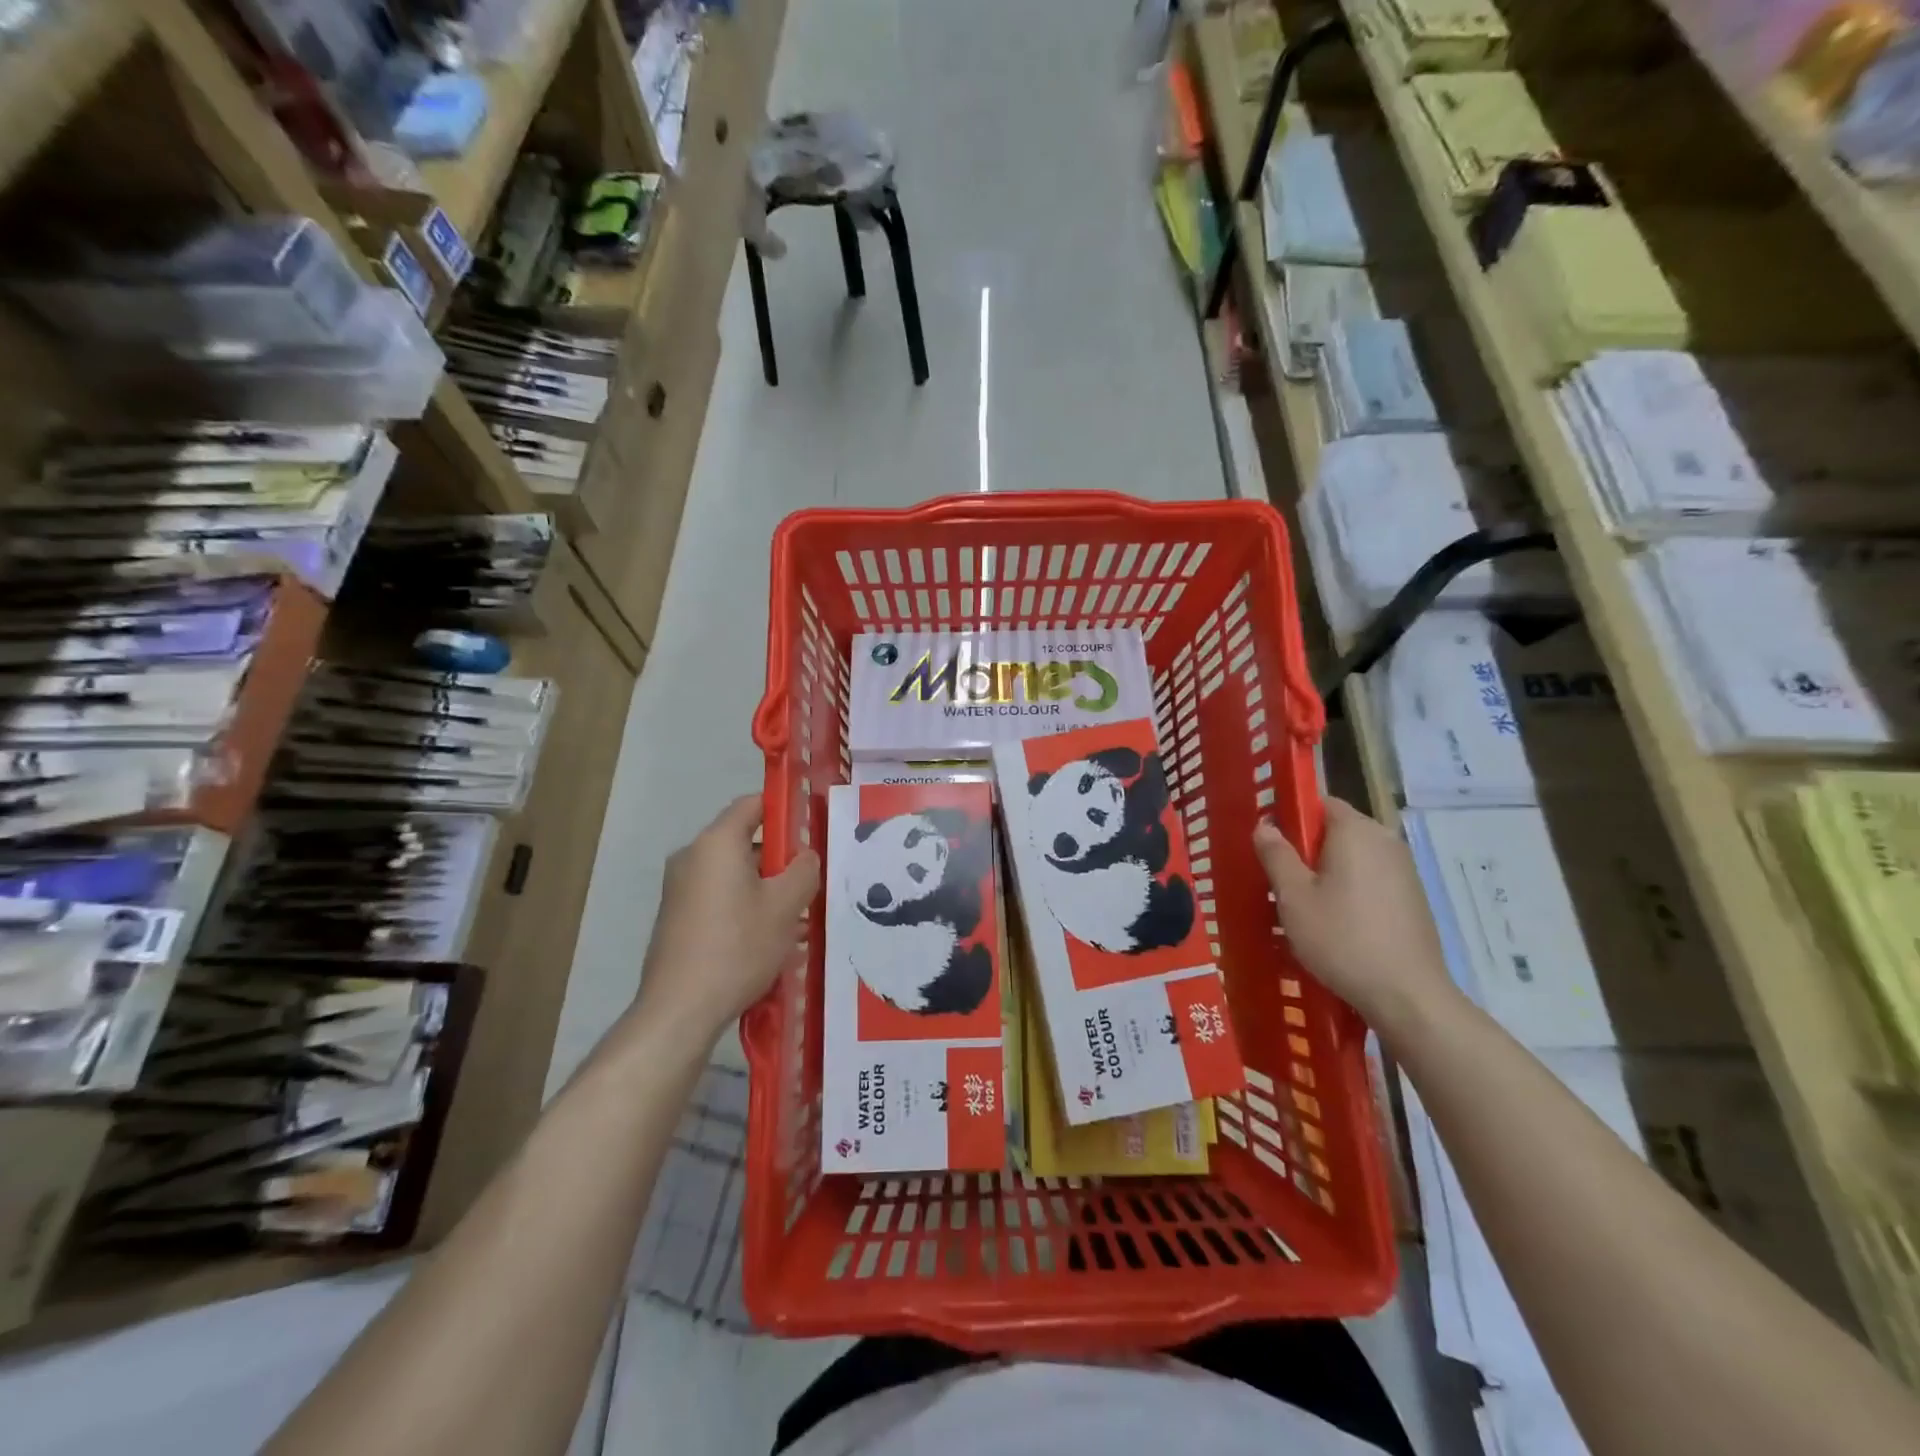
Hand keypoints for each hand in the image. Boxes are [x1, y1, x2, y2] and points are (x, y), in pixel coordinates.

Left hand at [632, 795, 819, 1041]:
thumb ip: (803, 870)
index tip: (812, 829)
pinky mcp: (675, 916)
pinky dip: (743, 905)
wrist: (679, 1009)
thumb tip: (805, 856)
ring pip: (732, 872)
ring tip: (795, 916)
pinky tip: (766, 937)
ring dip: (764, 886)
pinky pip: (717, 896)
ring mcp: (678, 887)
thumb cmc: (738, 947)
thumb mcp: (785, 906)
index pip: (752, 804)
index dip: (785, 810)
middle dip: (779, 857)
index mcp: (716, 842)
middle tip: (810, 881)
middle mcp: (692, 856)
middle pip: (743, 840)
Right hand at [1253, 798, 1457, 1041]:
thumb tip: (1264, 825)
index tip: (1271, 846)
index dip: (1292, 818)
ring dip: (1328, 873)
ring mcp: (1404, 870)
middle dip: (1307, 849)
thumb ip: (1276, 854)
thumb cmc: (1342, 938)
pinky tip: (1337, 924)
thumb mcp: (1294, 897)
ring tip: (1304, 906)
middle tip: (1280, 880)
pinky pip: (1371, 879)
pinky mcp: (1413, 898)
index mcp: (1356, 831)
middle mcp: (1385, 841)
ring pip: (1354, 857)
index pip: (1320, 802)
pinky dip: (1350, 890)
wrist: (1408, 995)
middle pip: (1337, 830)